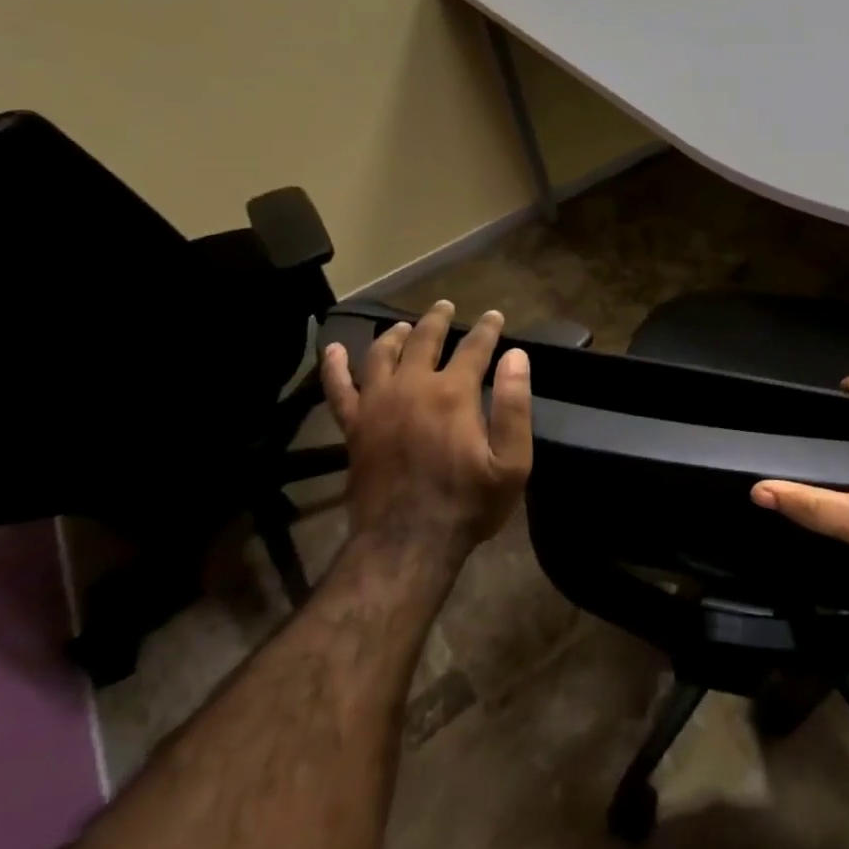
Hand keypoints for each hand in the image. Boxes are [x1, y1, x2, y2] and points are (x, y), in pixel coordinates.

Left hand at [319, 300, 531, 561]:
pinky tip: (333, 350)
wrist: (407, 543)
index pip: (474, 348)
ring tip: (404, 325)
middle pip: (424, 341)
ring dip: (394, 335)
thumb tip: (515, 357)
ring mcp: (377, 405)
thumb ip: (515, 406)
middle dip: (438, 320)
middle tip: (445, 306)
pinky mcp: (354, 427)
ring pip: (382, 355)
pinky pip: (338, 390)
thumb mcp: (512, 462)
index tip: (494, 316)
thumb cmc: (468, 503)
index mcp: (453, 393)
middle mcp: (412, 388)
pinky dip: (334, 367)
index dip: (487, 329)